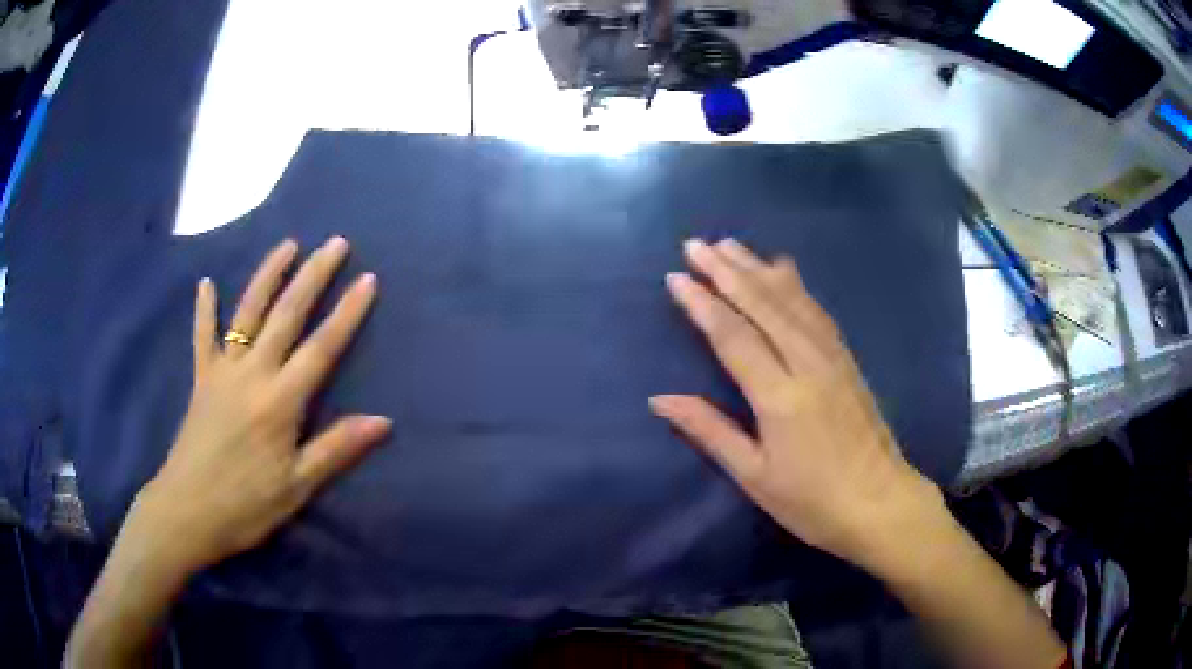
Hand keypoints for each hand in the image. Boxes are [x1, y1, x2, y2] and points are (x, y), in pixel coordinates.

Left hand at [130, 236, 391, 574]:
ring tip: (287, 245)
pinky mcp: (201, 379)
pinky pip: (202, 337)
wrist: (187, 511)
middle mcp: (252, 374)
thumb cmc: (245, 505)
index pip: (321, 348)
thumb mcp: (296, 487)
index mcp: (279, 402)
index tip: (368, 279)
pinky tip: (207, 283)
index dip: (347, 313)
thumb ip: (336, 448)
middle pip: (286, 316)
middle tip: (335, 243)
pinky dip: (204, 309)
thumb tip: (383, 421)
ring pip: (247, 313)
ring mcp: (222, 372)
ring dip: (268, 276)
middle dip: (313, 276)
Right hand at [650, 239, 942, 566]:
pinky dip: (795, 285)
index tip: (676, 277)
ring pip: (791, 301)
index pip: (733, 336)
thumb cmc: (812, 501)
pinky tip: (784, 269)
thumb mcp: (754, 476)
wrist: (880, 503)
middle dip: (727, 272)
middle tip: (696, 244)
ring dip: (758, 269)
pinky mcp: (848, 360)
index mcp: (780, 397)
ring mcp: (832, 358)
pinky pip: (817, 312)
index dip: (702, 304)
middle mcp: (807, 364)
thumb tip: (660, 399)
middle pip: (763, 306)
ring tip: (730, 245)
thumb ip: (709, 431)